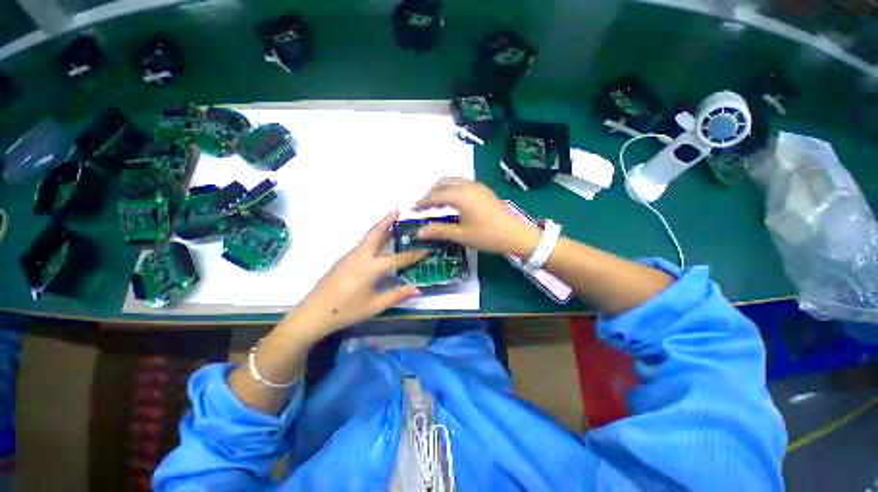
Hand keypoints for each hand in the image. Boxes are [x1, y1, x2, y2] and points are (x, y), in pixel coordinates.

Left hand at [287, 211, 425, 338]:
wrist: (313, 313)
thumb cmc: (345, 311)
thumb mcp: (374, 306)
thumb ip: (397, 295)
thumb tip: (417, 289)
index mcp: (370, 267)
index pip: (397, 258)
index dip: (413, 255)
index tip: (425, 249)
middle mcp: (360, 256)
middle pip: (376, 233)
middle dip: (387, 221)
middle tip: (398, 211)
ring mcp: (349, 256)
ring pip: (368, 237)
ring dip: (380, 229)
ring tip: (392, 225)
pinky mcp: (343, 260)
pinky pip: (362, 244)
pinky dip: (372, 239)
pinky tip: (378, 246)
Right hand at [414, 177, 540, 257]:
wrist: (517, 235)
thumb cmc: (488, 236)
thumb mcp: (461, 235)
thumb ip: (439, 230)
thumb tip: (419, 232)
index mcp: (461, 196)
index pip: (435, 195)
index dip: (422, 202)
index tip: (413, 210)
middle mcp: (468, 186)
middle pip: (442, 183)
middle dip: (430, 193)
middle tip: (423, 207)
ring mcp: (477, 186)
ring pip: (453, 181)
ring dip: (441, 189)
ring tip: (436, 204)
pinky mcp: (484, 190)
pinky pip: (462, 183)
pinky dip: (452, 189)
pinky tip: (452, 202)